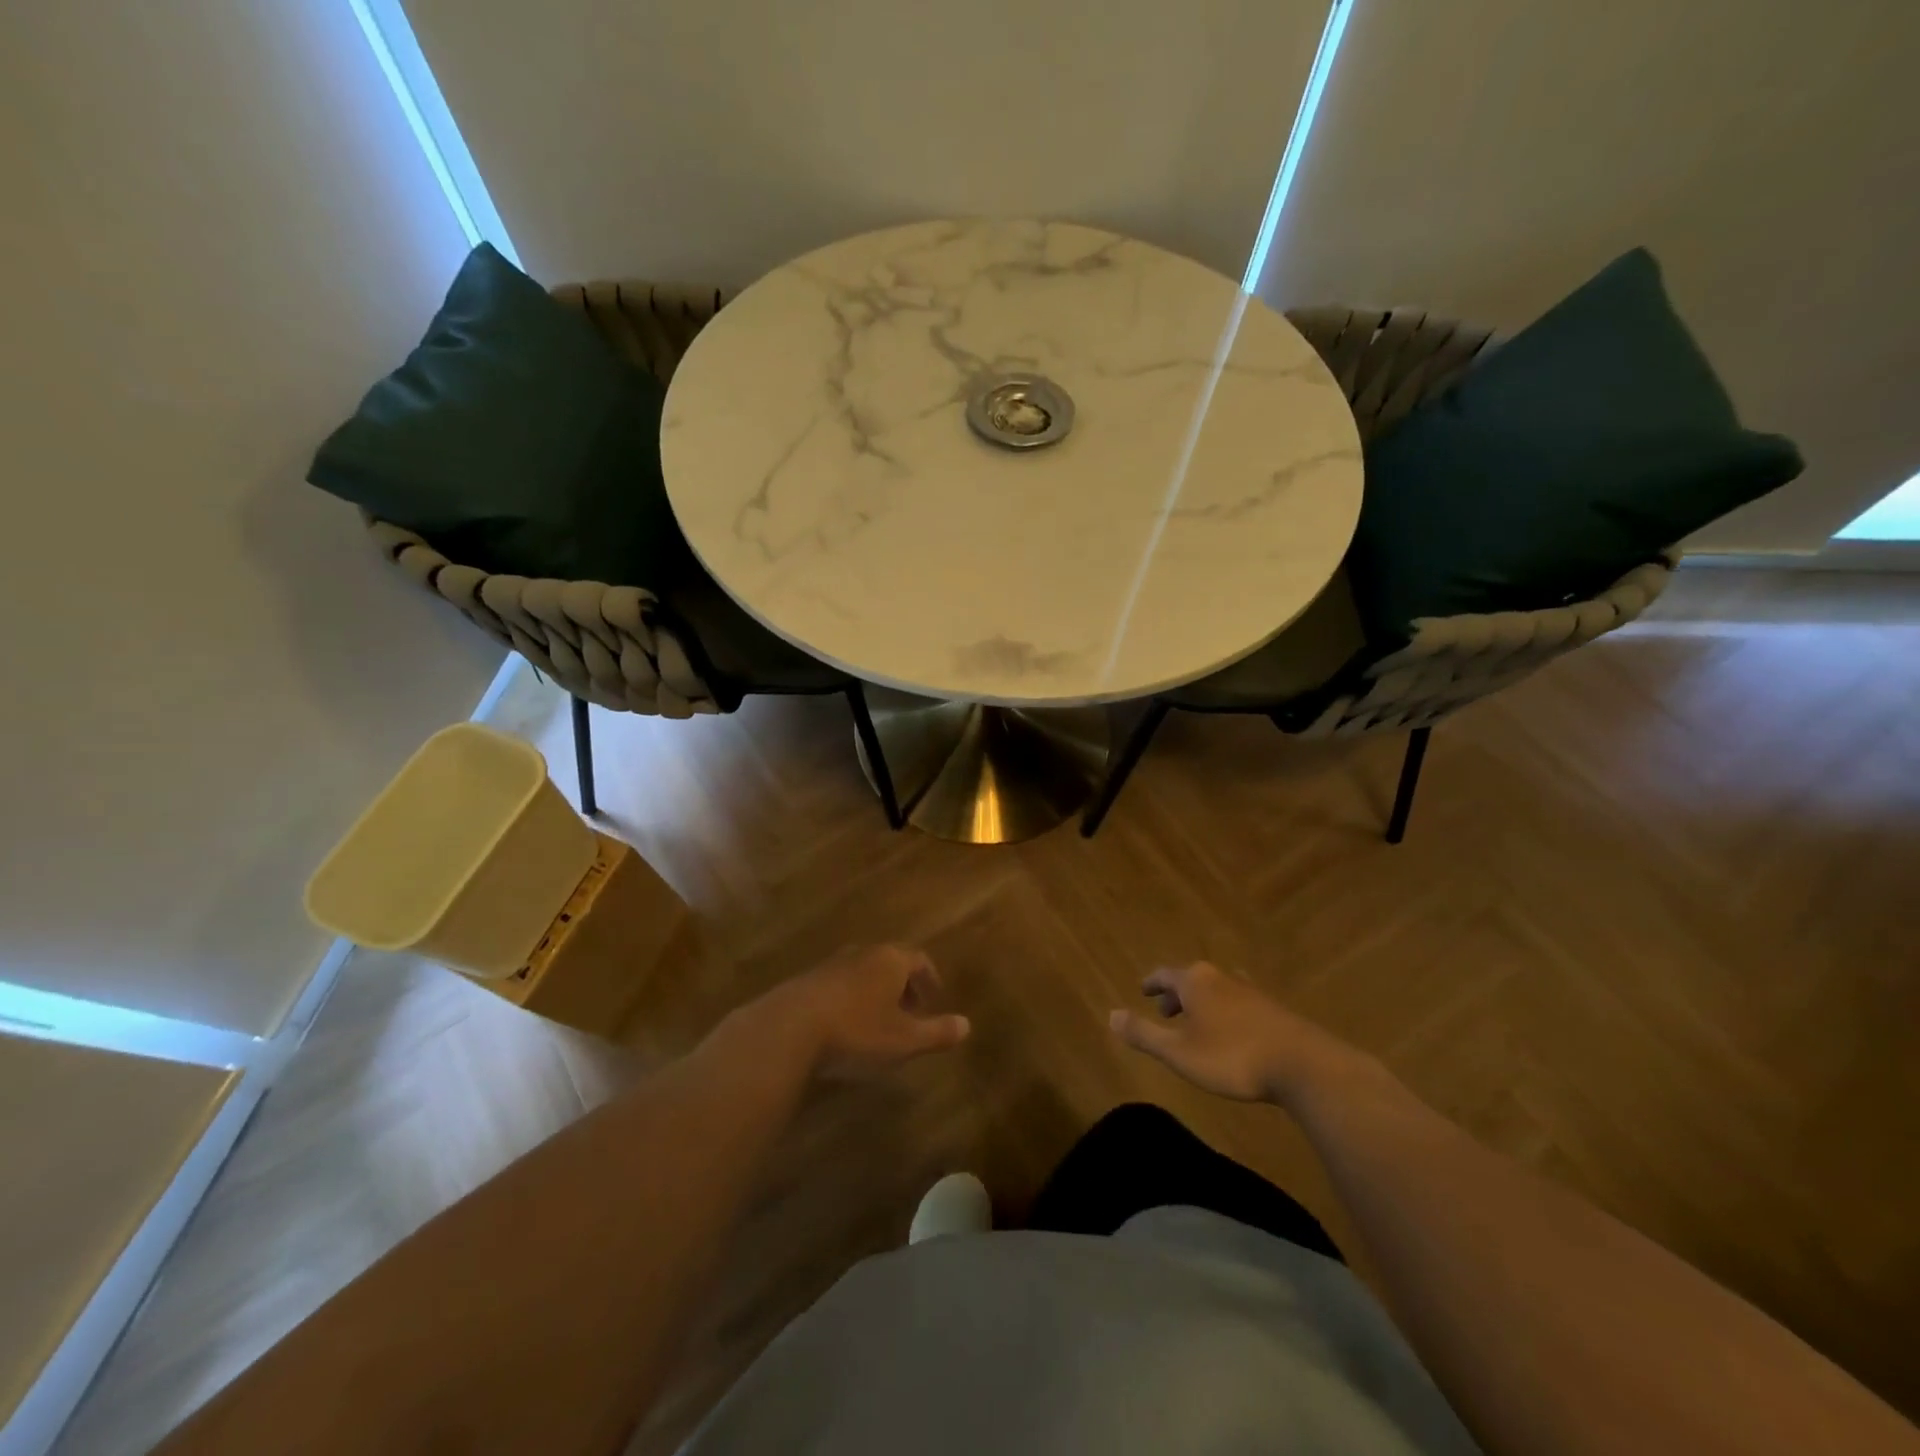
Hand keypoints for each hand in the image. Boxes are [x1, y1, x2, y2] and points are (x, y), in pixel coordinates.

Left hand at [759, 944, 970, 1081]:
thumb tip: (967, 1025)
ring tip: (878, 1021)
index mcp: (890, 960)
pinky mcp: (806, 980)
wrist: (789, 1028)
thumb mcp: (904, 1040)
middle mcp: (863, 953)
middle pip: (890, 961)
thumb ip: (937, 1032)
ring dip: (875, 992)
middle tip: (909, 1012)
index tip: (934, 1000)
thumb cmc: (857, 1031)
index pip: (919, 959)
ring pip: (863, 972)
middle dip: (903, 985)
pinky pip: (839, 984)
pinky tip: (845, 1026)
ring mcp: (831, 964)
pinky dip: (850, 999)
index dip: (929, 979)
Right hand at [1109, 962, 1375, 1105]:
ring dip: (1202, 1004)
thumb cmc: (1232, 1057)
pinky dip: (1225, 1012)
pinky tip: (1232, 1033)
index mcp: (1194, 981)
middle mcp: (1220, 977)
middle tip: (1165, 1012)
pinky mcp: (1272, 1009)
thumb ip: (1144, 1034)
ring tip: (1197, 1024)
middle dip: (1176, 995)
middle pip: (1191, 979)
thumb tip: (1110, 1015)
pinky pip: (1238, 1002)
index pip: (1165, 974)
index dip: (1152, 983)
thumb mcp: (1179, 1053)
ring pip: (1216, 990)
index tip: (1143, 990)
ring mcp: (1250, 990)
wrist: (1303, 1065)